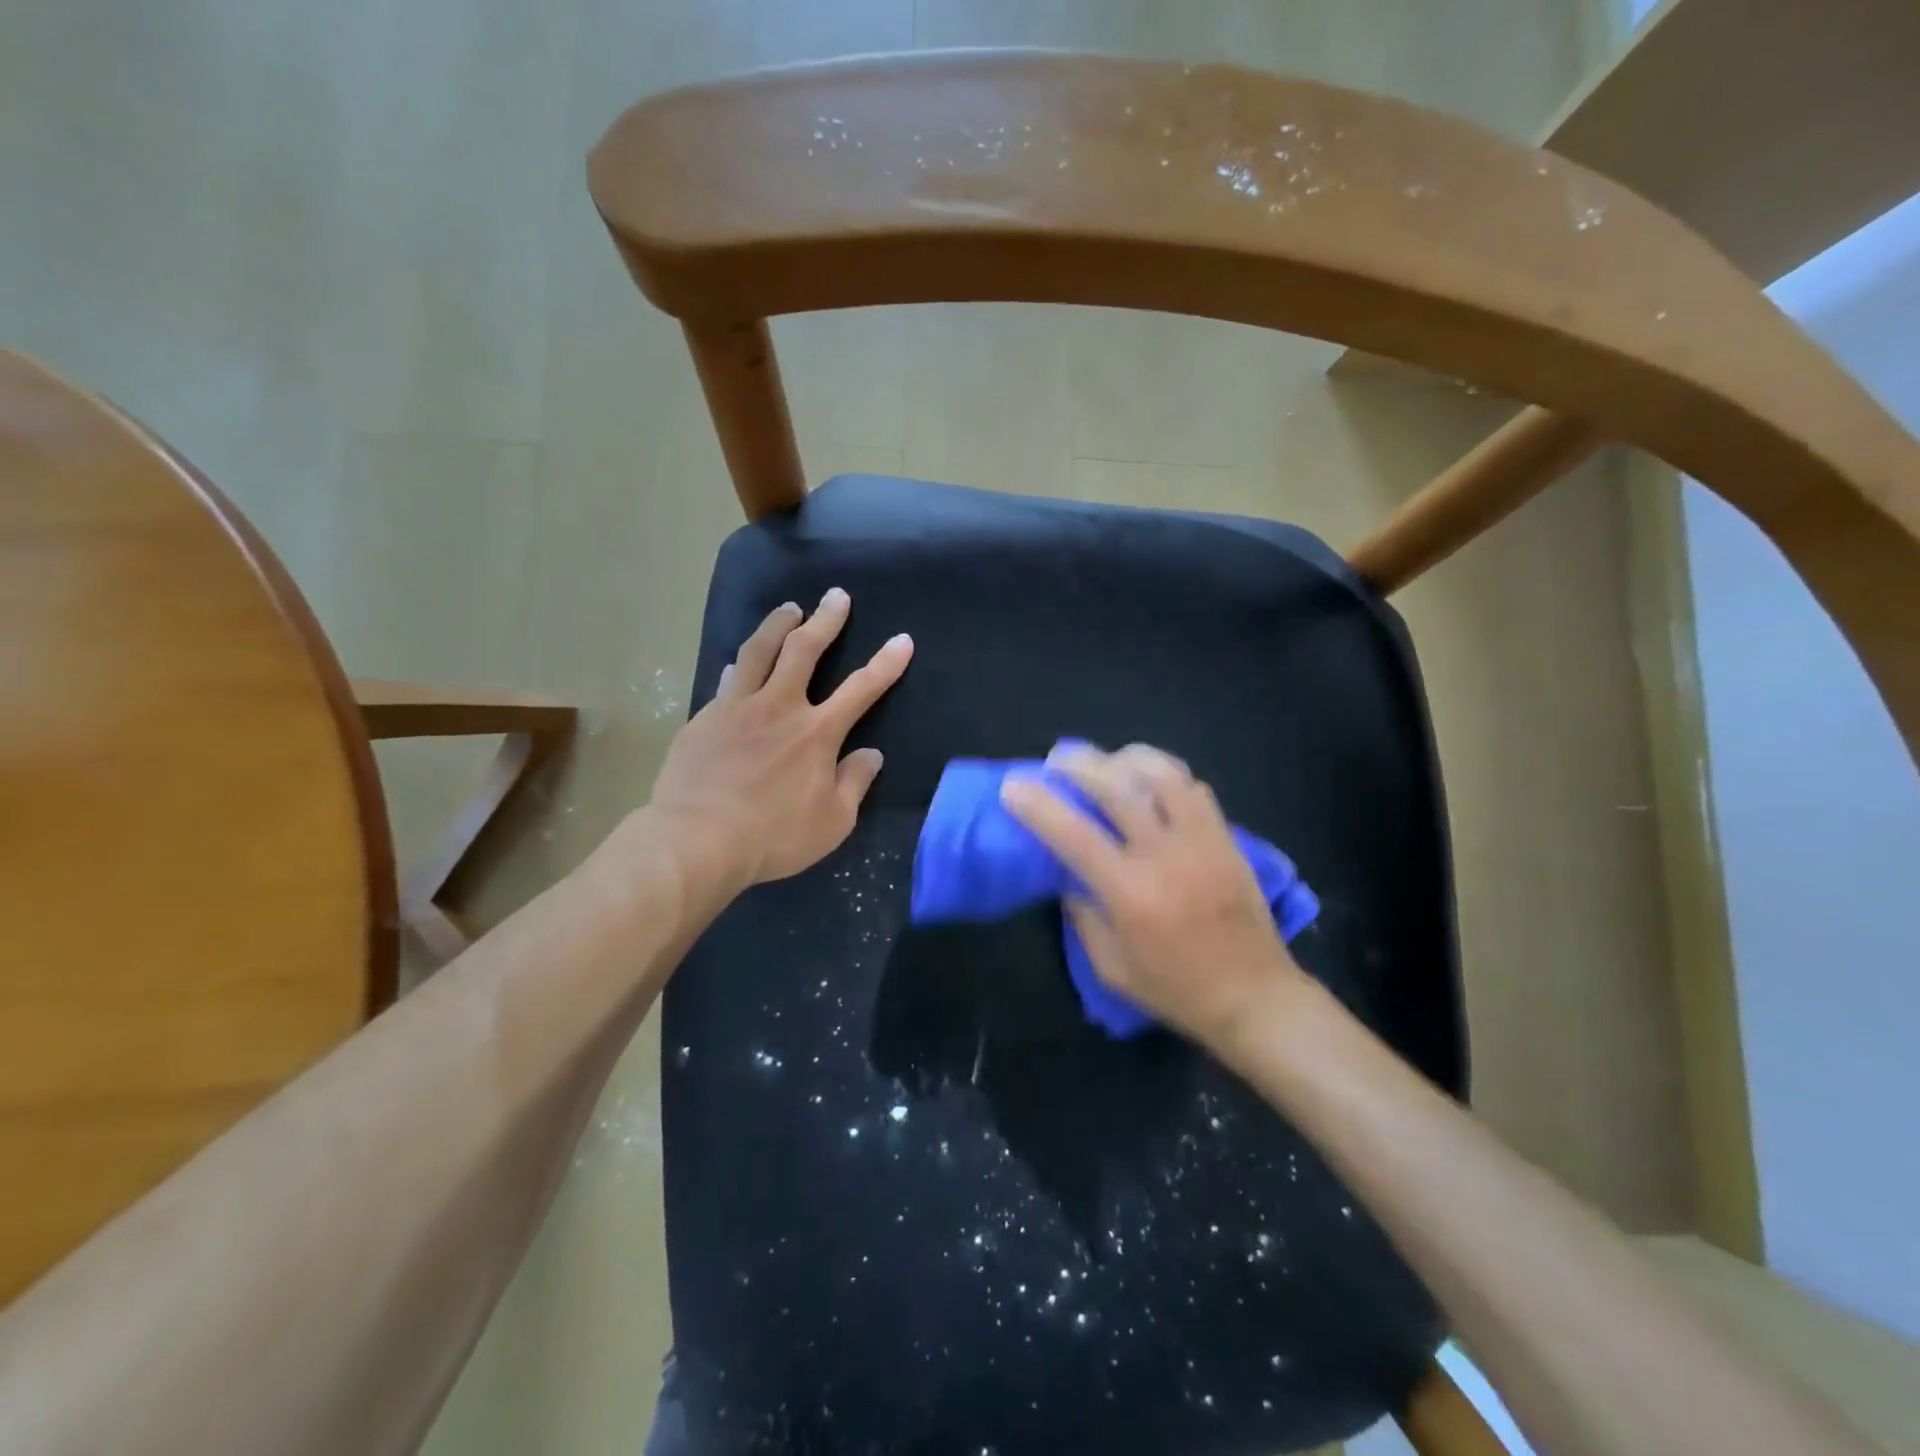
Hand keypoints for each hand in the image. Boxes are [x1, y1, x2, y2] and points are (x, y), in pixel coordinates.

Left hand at [649, 589, 912, 886]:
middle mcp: (779, 706)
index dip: (886, 664)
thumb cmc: (773, 836)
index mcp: (817, 732)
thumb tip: (870, 755)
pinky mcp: (705, 718)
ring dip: (777, 624)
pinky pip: (727, 681)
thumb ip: (854, 783)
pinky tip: (737, 665)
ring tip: (788, 608)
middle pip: (804, 649)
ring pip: (758, 651)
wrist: (697, 839)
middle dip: (826, 619)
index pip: (862, 689)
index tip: (902, 640)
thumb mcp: (832, 822)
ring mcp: (737, 707)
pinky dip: (739, 668)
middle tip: (836, 596)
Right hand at [1000, 744, 1307, 1048]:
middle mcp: (1165, 855)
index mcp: (1130, 893)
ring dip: (1125, 758)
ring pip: (1162, 774)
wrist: (1255, 997)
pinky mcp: (1226, 838)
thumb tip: (1066, 874)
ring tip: (1105, 760)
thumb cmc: (1176, 989)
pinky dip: (1165, 775)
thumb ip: (1082, 915)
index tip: (1013, 786)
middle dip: (1079, 765)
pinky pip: (1194, 788)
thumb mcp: (1112, 967)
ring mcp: (1201, 841)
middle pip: (1117, 787)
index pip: (1074, 834)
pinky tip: (1149, 780)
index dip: (1039, 805)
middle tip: (1057, 760)